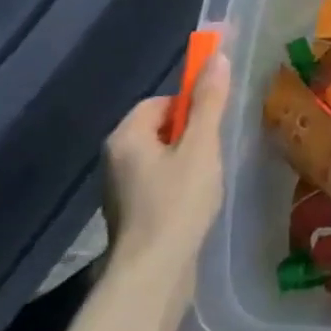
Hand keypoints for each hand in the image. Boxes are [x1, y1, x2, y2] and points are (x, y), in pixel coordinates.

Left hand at [103, 54, 231, 274]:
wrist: (152, 274)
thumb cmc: (177, 203)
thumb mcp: (201, 147)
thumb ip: (209, 102)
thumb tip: (216, 56)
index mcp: (125, 137)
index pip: (160, 102)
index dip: (190, 107)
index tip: (212, 127)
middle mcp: (114, 159)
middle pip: (159, 129)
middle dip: (190, 137)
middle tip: (214, 154)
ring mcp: (119, 190)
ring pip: (159, 159)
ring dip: (186, 163)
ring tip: (208, 181)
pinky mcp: (130, 215)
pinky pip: (157, 185)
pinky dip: (177, 187)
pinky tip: (196, 204)